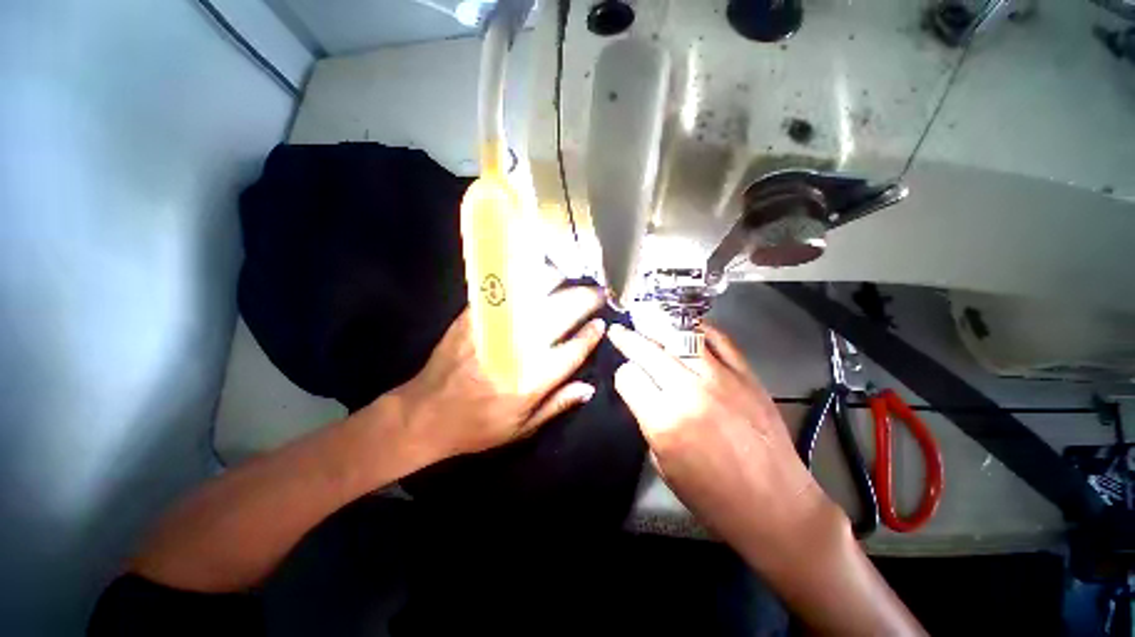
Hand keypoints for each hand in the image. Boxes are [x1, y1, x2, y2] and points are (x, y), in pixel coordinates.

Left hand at [392, 286, 606, 462]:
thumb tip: (589, 387)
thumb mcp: (522, 428)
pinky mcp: (474, 318)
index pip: (571, 351)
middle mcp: (516, 350)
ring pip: (533, 296)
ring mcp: (494, 329)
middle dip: (584, 300)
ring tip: (571, 278)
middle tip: (598, 293)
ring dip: (557, 283)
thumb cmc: (478, 426)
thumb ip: (557, 405)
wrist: (425, 414)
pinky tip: (535, 273)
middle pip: (558, 315)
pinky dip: (524, 279)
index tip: (601, 323)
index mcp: (531, 381)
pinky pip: (504, 291)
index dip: (590, 335)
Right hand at [607, 322, 838, 552]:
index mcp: (664, 421)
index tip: (626, 379)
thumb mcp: (662, 463)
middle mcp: (688, 392)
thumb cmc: (712, 496)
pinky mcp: (746, 374)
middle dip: (628, 340)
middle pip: (648, 351)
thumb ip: (648, 421)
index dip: (623, 376)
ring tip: (646, 321)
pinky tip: (686, 325)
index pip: (628, 377)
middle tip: (618, 332)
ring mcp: (720, 378)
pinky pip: (718, 339)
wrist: (774, 505)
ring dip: (657, 327)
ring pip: (679, 336)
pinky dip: (698, 328)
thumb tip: (643, 392)